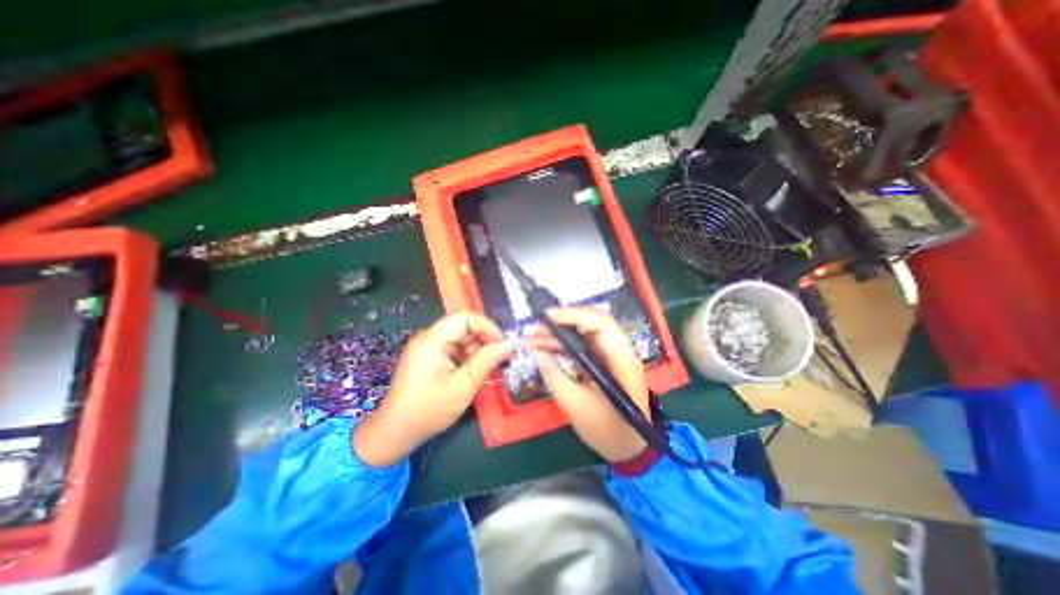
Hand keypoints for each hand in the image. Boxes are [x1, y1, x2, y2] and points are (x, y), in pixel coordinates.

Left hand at [351, 313, 513, 466]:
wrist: (396, 432)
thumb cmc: (429, 409)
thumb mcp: (464, 385)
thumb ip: (487, 361)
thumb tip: (508, 345)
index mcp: (432, 340)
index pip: (464, 318)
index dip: (487, 327)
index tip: (503, 344)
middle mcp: (428, 338)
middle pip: (462, 327)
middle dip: (483, 340)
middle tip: (500, 358)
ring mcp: (426, 348)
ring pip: (459, 339)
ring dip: (476, 351)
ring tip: (488, 369)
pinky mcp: (427, 359)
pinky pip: (452, 350)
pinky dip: (466, 358)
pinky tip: (474, 373)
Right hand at [529, 309, 655, 461]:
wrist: (629, 448)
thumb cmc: (608, 431)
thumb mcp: (576, 406)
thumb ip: (555, 377)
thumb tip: (537, 352)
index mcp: (622, 360)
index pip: (602, 324)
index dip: (574, 315)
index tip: (547, 317)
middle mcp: (620, 351)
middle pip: (592, 323)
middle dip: (562, 322)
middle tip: (535, 328)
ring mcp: (612, 356)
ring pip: (585, 333)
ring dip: (559, 333)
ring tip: (533, 338)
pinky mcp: (604, 362)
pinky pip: (583, 346)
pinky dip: (564, 345)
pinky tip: (545, 348)